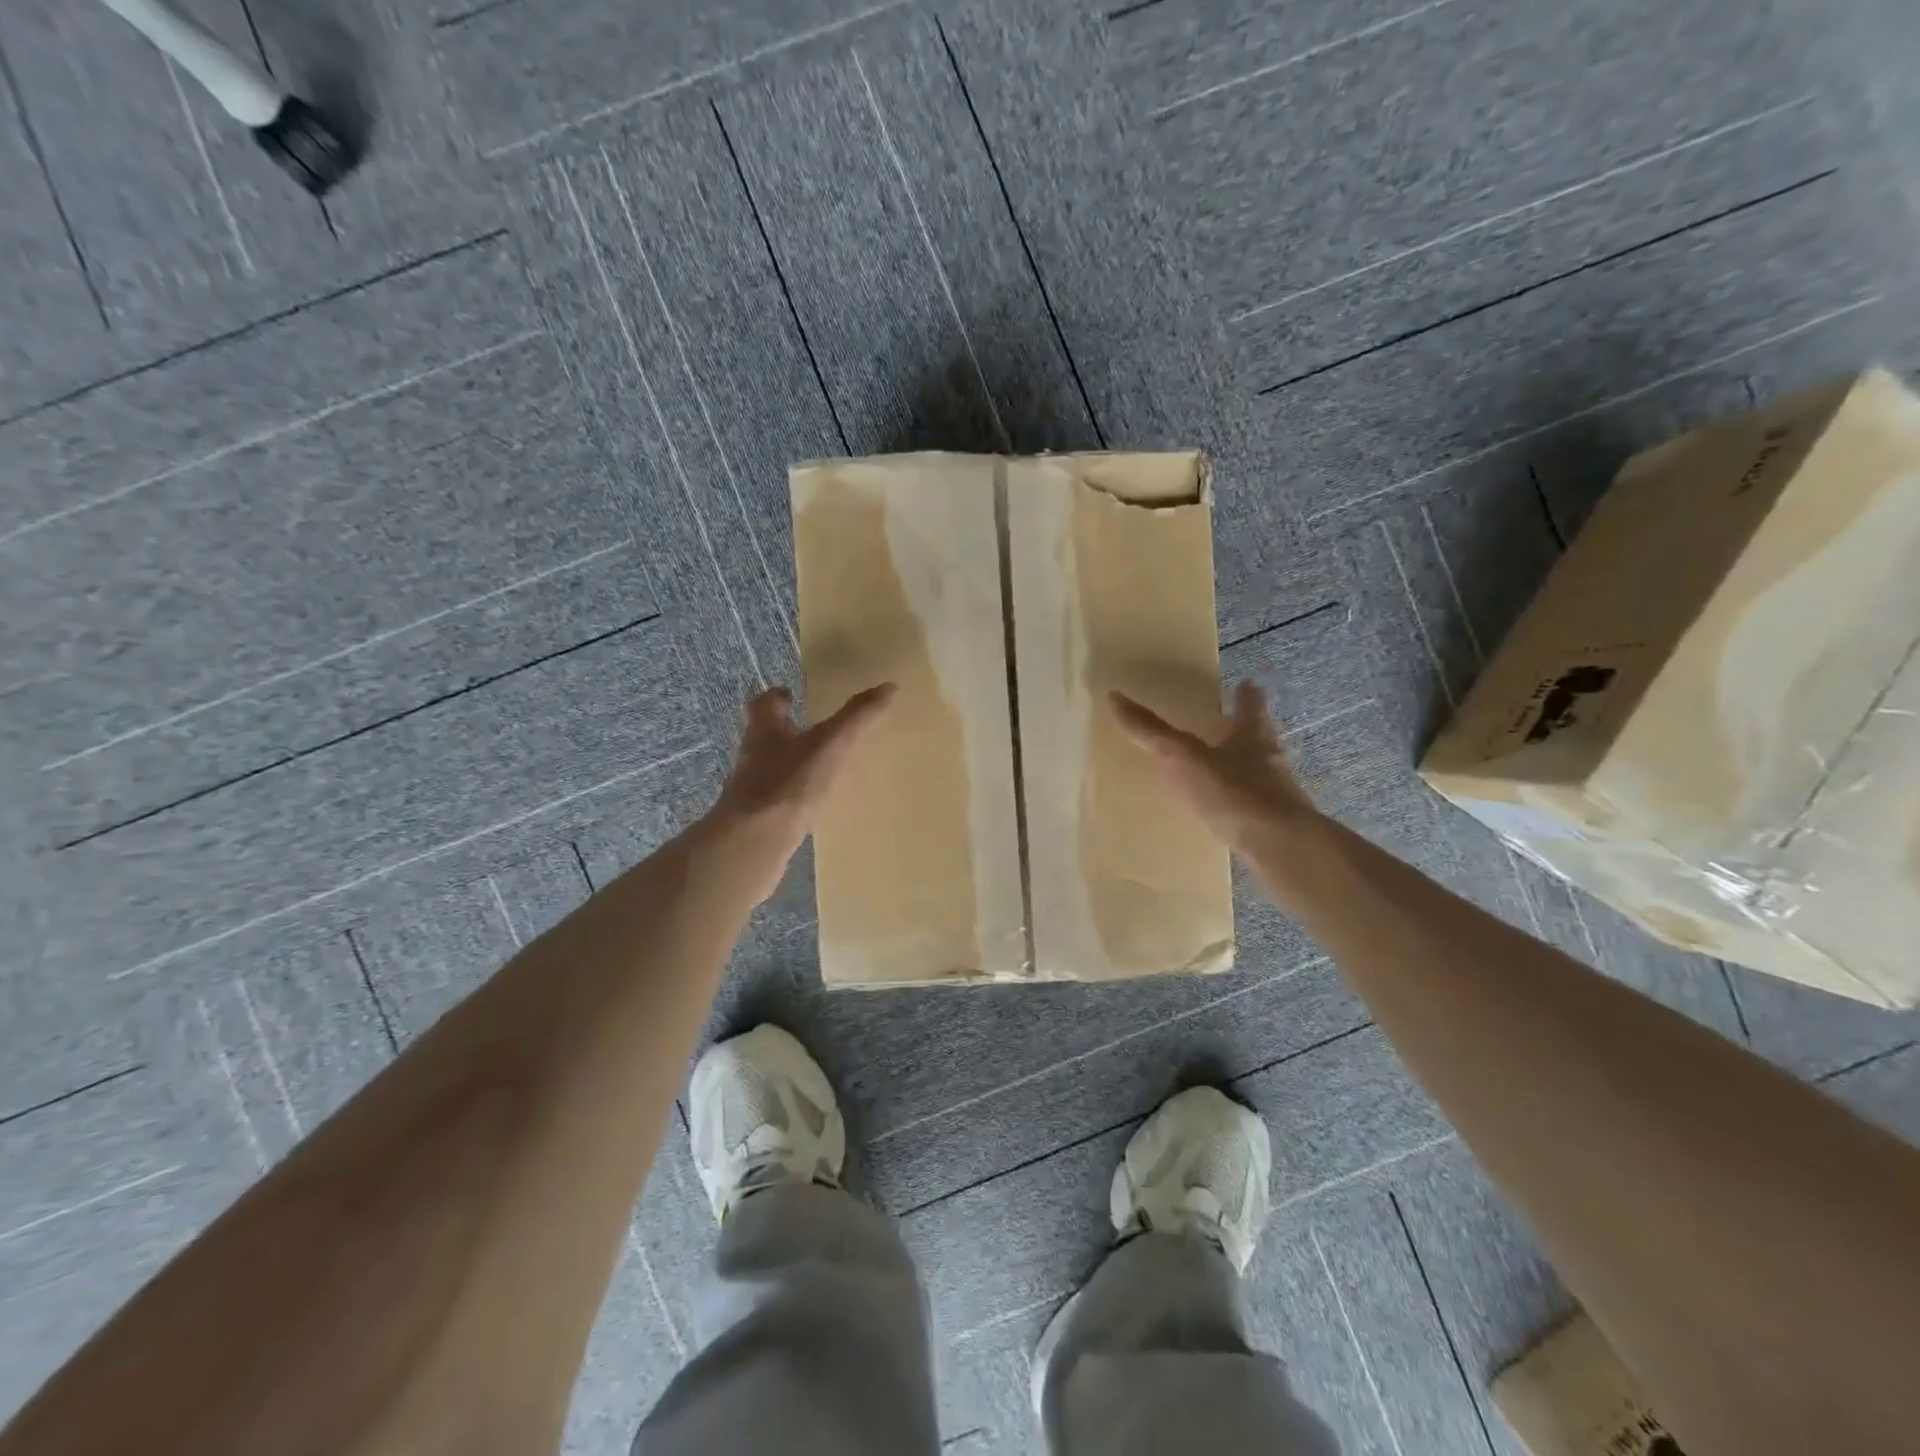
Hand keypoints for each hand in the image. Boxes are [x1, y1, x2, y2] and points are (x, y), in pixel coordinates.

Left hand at [704, 684, 894, 900]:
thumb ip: (857, 717)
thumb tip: (888, 686)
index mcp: (765, 730)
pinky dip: (791, 797)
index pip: (764, 703)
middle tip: (813, 730)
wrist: (752, 843)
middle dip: (786, 730)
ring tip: (819, 768)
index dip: (777, 696)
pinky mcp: (757, 819)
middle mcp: (752, 755)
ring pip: (770, 768)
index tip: (791, 694)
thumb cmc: (788, 784)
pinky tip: (811, 806)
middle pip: (765, 735)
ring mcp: (751, 790)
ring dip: (790, 764)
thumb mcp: (830, 745)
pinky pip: (776, 800)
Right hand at [1112, 680, 1319, 856]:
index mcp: (1252, 735)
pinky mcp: (1275, 826)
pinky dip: (1240, 806)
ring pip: (1259, 773)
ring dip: (1243, 769)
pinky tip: (1226, 815)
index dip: (1246, 694)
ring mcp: (1277, 795)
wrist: (1280, 847)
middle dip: (1244, 732)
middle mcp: (1270, 760)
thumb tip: (1115, 697)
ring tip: (1221, 772)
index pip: (1250, 706)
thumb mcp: (1183, 758)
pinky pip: (1254, 809)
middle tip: (1228, 727)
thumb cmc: (1233, 792)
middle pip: (1258, 738)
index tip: (1245, 683)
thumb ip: (1151, 732)